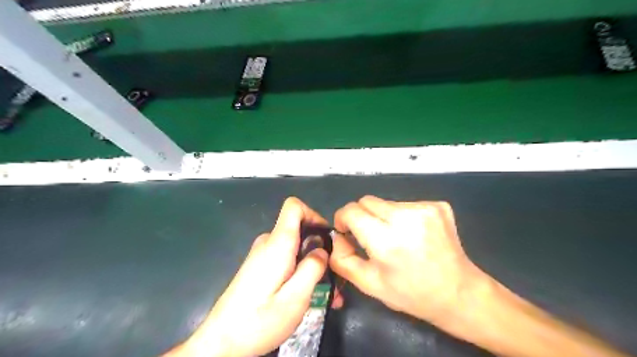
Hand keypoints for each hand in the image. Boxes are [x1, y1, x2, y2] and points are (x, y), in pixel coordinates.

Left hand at [163, 198, 343, 356]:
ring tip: (327, 293)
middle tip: (334, 277)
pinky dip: (299, 270)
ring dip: (312, 264)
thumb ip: (312, 268)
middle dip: (319, 248)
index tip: (327, 238)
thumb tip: (323, 249)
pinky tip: (307, 294)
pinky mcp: (259, 266)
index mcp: (277, 244)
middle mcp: (268, 243)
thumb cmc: (258, 322)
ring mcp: (262, 254)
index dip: (314, 215)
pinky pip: (285, 258)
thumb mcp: (295, 298)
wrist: (220, 342)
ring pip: (295, 247)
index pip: (294, 207)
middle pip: (299, 229)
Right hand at [330, 195, 486, 328]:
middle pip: (367, 201)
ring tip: (397, 238)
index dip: (343, 218)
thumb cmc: (411, 293)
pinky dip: (403, 217)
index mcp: (386, 240)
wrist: (458, 293)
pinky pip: (406, 204)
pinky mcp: (438, 205)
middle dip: (362, 216)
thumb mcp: (369, 284)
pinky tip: (414, 235)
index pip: (351, 210)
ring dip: (383, 217)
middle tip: (371, 237)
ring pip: (386, 202)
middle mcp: (405, 217)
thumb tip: (337, 236)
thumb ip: (342, 259)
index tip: (347, 231)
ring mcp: (425, 208)